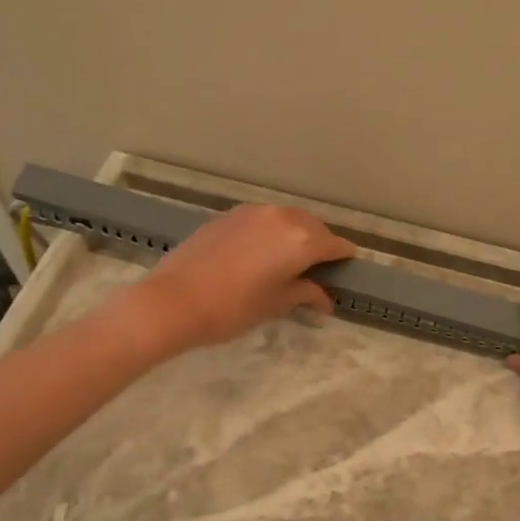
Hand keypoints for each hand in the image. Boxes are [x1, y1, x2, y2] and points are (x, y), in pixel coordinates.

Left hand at [124, 203, 356, 353]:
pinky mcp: (230, 214)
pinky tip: (261, 252)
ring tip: (289, 259)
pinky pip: (263, 219)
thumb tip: (325, 299)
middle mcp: (282, 217)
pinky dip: (271, 231)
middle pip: (314, 227)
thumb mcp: (275, 304)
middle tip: (317, 270)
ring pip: (288, 219)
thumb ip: (305, 294)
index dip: (344, 259)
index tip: (346, 270)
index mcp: (301, 241)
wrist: (173, 300)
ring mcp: (253, 212)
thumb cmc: (233, 308)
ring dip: (296, 235)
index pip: (335, 245)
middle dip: (320, 245)